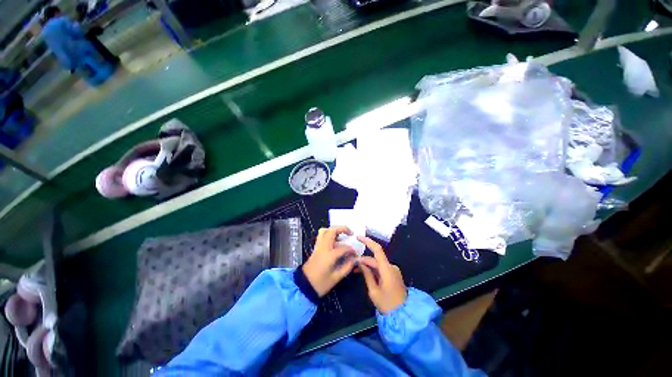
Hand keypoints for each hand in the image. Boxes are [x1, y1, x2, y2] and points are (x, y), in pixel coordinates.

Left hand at [302, 227, 356, 296]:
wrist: (304, 286)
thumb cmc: (320, 284)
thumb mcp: (336, 278)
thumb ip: (347, 267)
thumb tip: (354, 259)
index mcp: (329, 255)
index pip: (343, 247)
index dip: (351, 250)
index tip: (355, 254)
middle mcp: (323, 247)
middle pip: (332, 230)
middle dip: (343, 229)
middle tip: (350, 233)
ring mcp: (318, 246)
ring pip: (325, 230)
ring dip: (334, 230)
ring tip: (342, 235)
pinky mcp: (315, 248)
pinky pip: (322, 235)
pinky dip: (329, 234)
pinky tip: (335, 241)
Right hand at [357, 237, 406, 313]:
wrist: (404, 316)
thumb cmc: (387, 305)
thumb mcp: (374, 291)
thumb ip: (367, 275)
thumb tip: (360, 262)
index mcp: (387, 269)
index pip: (377, 250)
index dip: (368, 241)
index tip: (358, 237)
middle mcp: (391, 267)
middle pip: (375, 258)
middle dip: (363, 259)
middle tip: (352, 263)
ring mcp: (393, 271)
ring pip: (378, 264)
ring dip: (367, 265)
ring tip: (356, 269)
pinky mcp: (393, 275)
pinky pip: (381, 268)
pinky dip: (373, 269)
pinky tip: (365, 273)